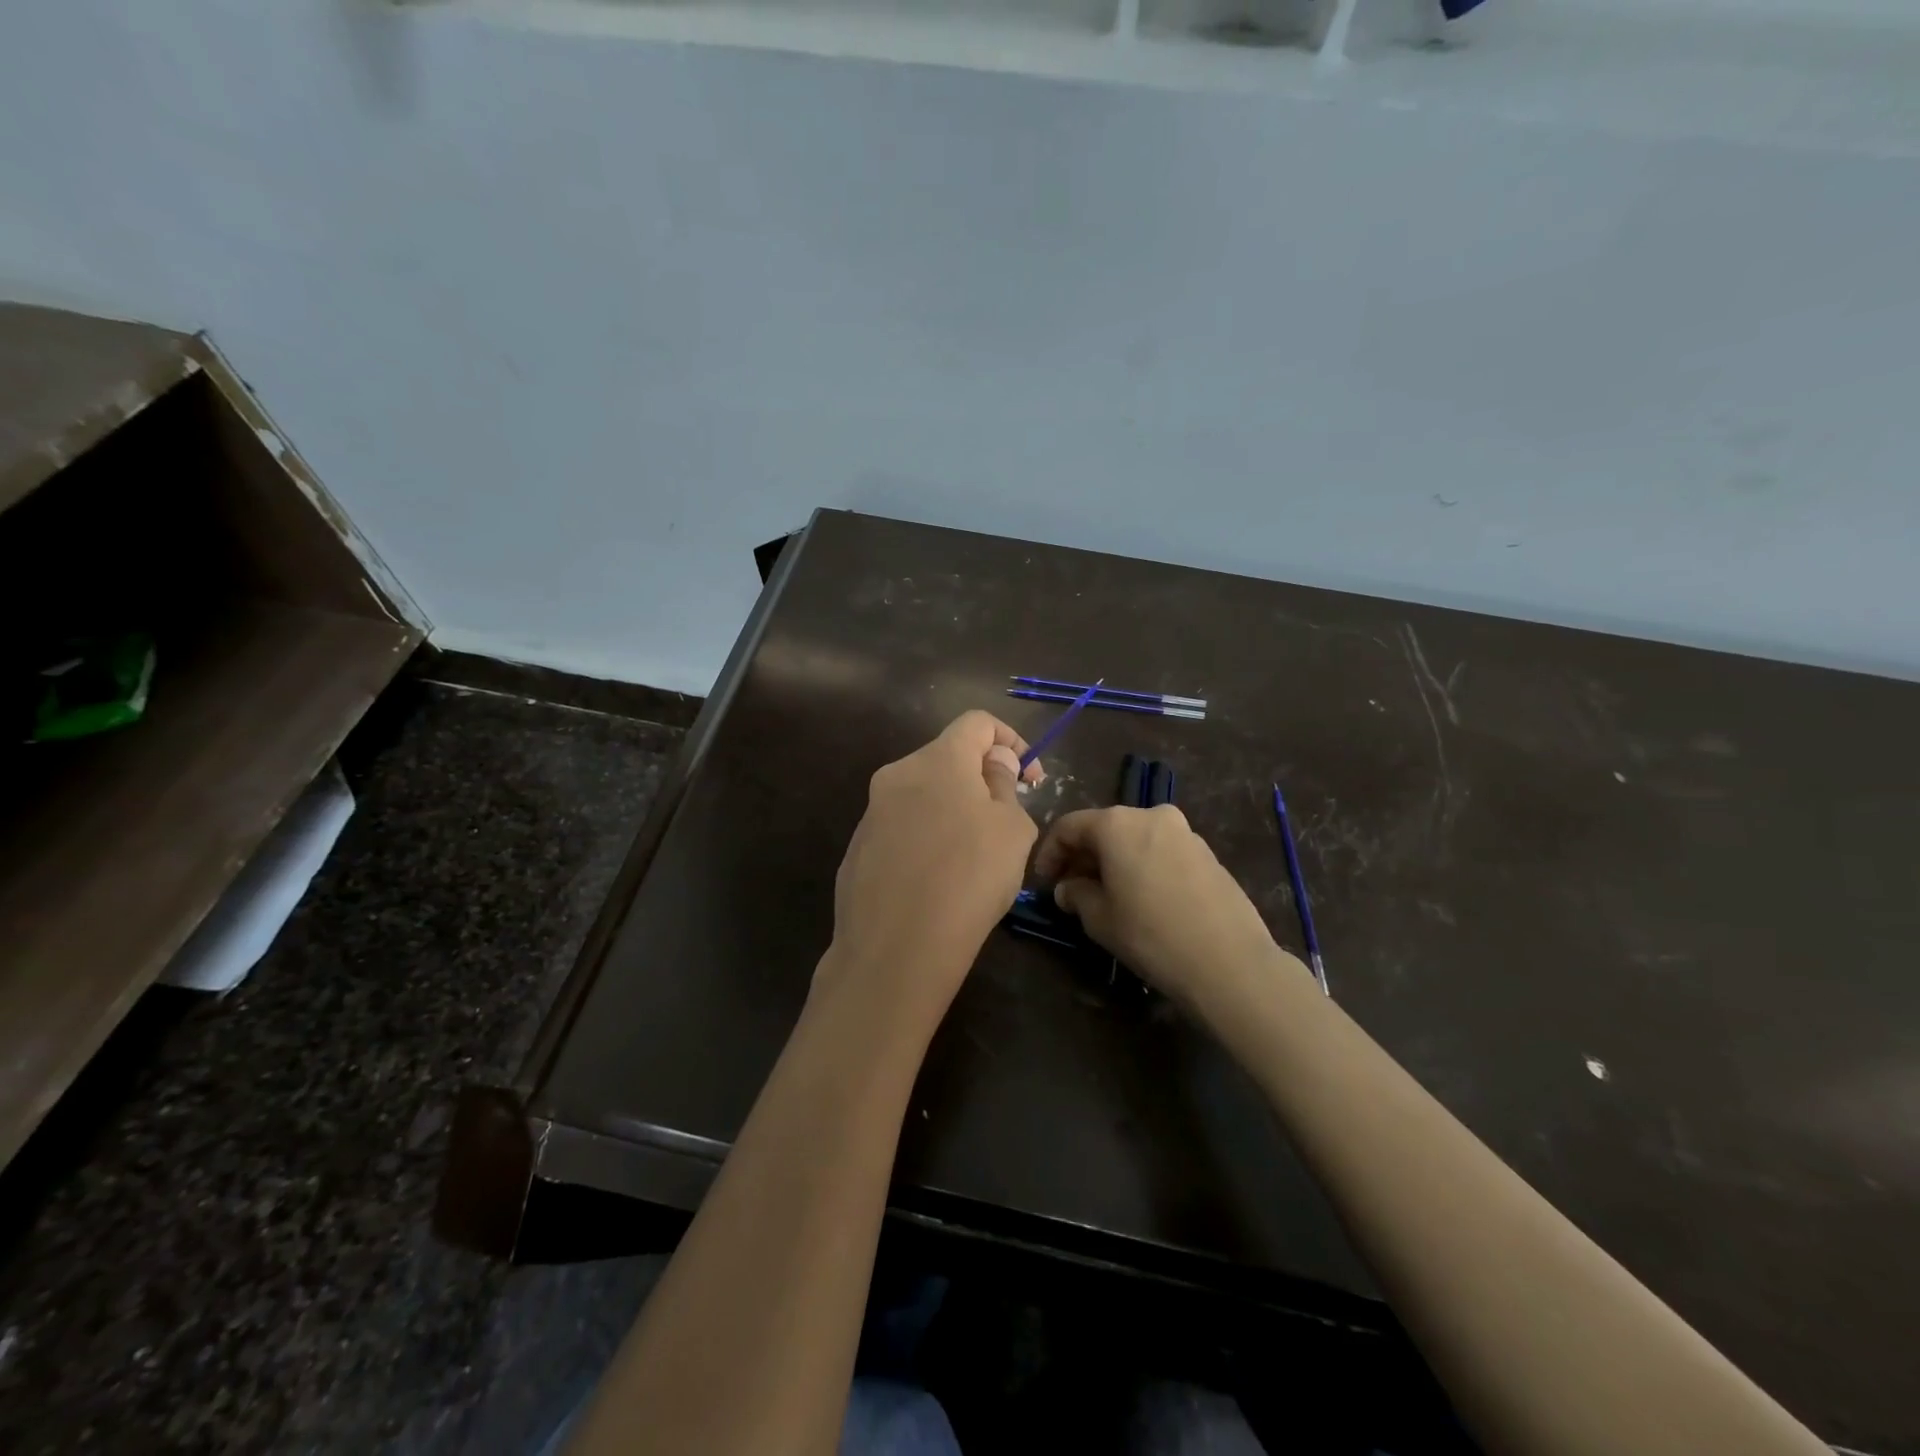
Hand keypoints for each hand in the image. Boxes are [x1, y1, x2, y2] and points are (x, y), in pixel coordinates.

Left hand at [821, 711, 1041, 1031]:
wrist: (894, 950)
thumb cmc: (968, 879)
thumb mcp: (1011, 830)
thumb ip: (1004, 785)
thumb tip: (993, 763)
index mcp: (937, 760)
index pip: (978, 722)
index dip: (1012, 740)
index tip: (1031, 780)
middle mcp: (897, 774)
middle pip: (948, 758)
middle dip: (983, 779)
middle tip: (1007, 822)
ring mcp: (872, 812)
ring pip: (924, 794)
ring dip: (954, 810)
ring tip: (975, 857)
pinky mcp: (858, 848)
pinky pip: (903, 828)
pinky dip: (927, 837)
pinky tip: (939, 880)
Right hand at [1034, 805, 1293, 1007]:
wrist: (1229, 962)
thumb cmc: (1151, 934)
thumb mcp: (1099, 919)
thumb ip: (1075, 894)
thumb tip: (1068, 888)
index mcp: (1117, 823)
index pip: (1069, 827)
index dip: (1050, 852)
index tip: (1044, 881)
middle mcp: (1151, 815)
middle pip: (1104, 828)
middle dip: (1084, 856)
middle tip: (1071, 889)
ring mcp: (1185, 832)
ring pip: (1135, 839)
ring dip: (1115, 861)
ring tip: (1107, 895)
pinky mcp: (1208, 854)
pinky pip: (1162, 852)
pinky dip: (1143, 866)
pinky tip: (1143, 898)